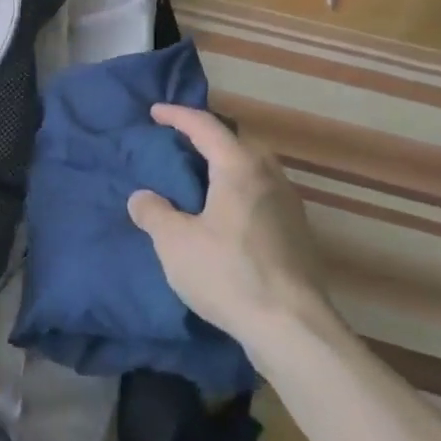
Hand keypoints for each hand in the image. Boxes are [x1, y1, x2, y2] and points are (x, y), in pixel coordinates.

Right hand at [127, 104, 332, 345]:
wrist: (292, 328)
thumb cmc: (228, 274)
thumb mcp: (174, 243)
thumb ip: (154, 212)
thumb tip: (143, 197)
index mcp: (239, 168)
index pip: (206, 127)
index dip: (178, 115)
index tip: (155, 112)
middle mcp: (270, 177)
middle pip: (238, 142)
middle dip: (208, 137)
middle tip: (180, 144)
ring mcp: (290, 206)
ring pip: (254, 169)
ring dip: (226, 166)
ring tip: (200, 180)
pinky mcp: (298, 234)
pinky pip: (262, 195)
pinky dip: (239, 192)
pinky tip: (225, 217)